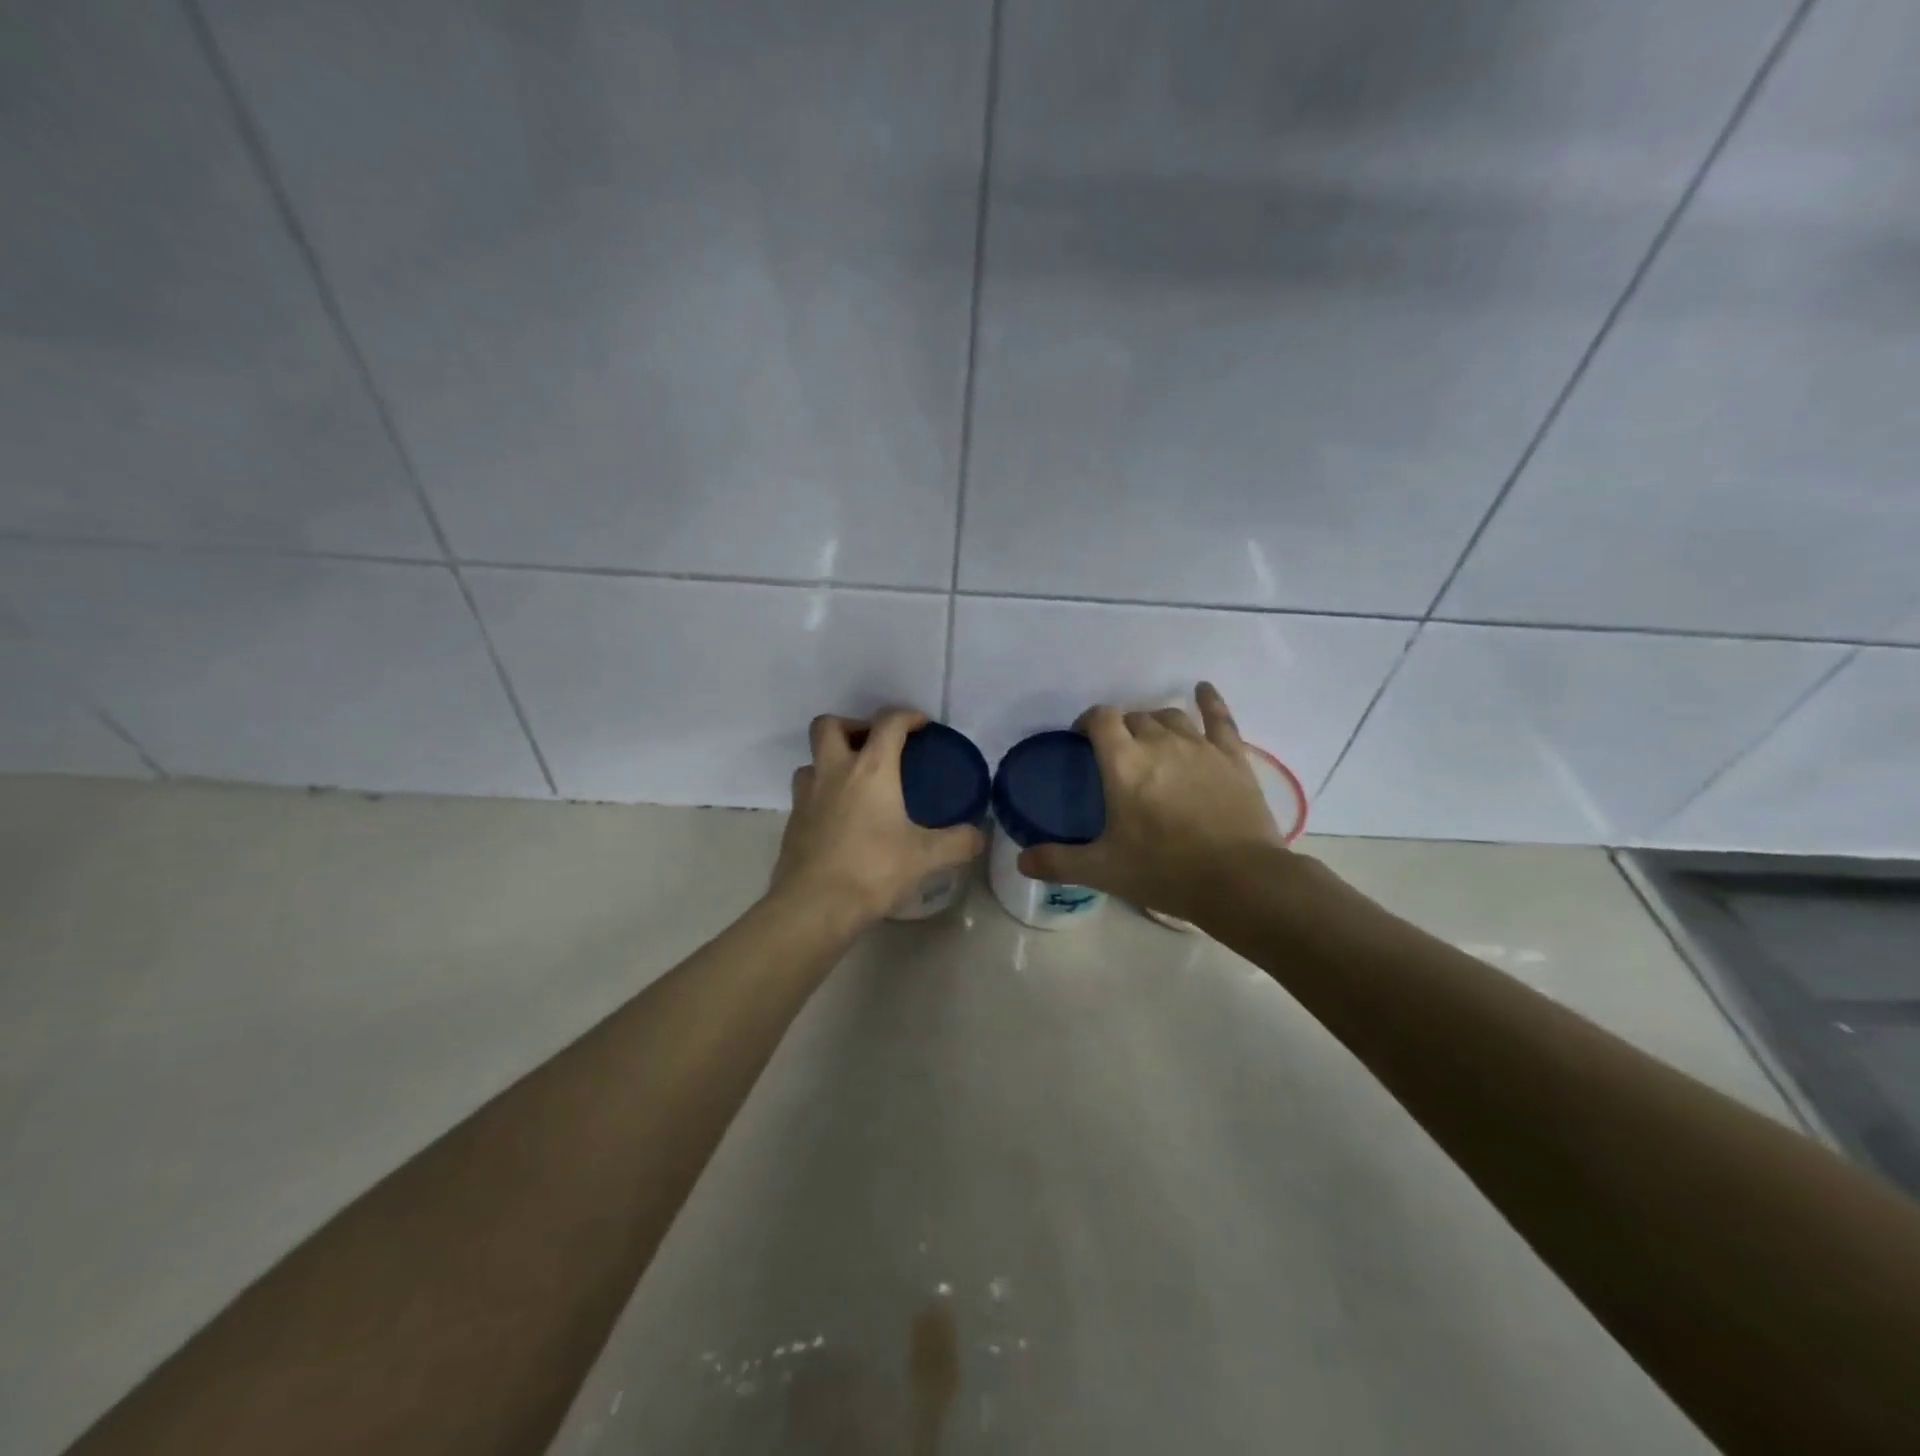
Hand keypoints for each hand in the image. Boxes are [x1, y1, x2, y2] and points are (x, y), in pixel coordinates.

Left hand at [771, 709, 986, 927]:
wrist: (814, 906)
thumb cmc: (873, 870)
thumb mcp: (926, 857)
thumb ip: (958, 842)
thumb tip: (978, 835)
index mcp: (871, 770)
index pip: (888, 723)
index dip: (907, 716)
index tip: (921, 724)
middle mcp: (834, 772)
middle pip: (830, 725)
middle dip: (853, 725)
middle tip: (874, 746)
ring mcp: (806, 796)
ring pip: (812, 760)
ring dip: (832, 761)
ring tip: (855, 782)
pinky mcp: (792, 822)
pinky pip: (806, 793)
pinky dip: (823, 794)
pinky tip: (841, 819)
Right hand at [1019, 683, 1283, 922]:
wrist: (1239, 881)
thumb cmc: (1164, 871)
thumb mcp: (1103, 871)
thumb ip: (1058, 862)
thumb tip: (1021, 860)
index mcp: (1124, 763)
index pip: (1100, 718)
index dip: (1089, 721)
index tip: (1083, 737)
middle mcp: (1159, 742)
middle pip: (1134, 717)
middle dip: (1121, 729)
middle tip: (1118, 755)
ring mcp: (1200, 746)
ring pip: (1170, 716)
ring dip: (1155, 723)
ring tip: (1151, 739)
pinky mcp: (1232, 756)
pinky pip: (1219, 718)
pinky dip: (1209, 701)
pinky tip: (1203, 690)